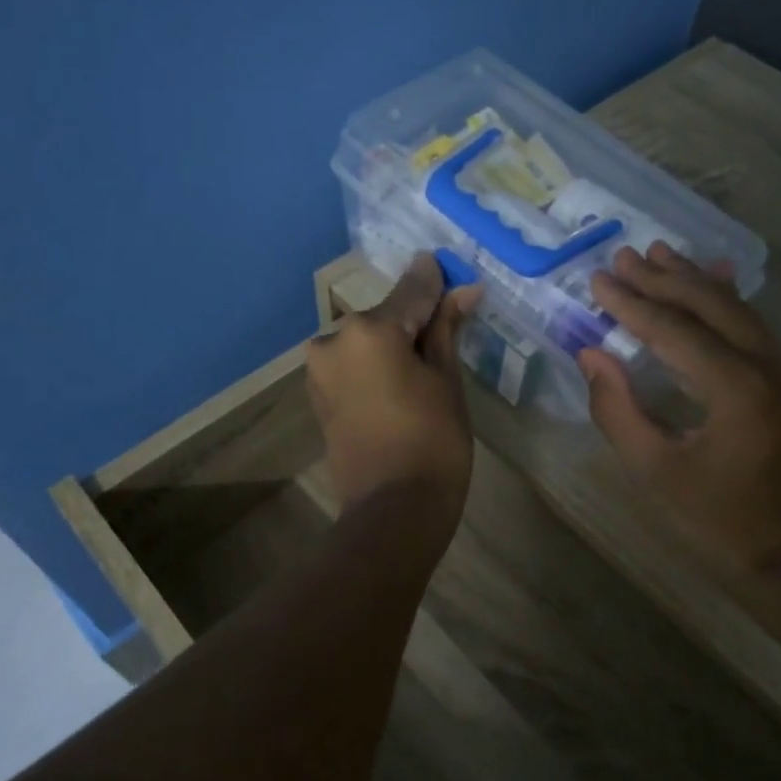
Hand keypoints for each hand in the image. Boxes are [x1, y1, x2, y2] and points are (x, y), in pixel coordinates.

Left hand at [307, 253, 481, 525]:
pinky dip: (375, 365)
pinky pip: (353, 365)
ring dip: (393, 343)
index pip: (411, 291)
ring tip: (425, 364)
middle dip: (414, 319)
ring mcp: (320, 369)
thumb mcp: (446, 379)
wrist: (393, 509)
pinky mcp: (318, 395)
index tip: (451, 270)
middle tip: (448, 327)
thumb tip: (462, 290)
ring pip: (367, 342)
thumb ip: (445, 329)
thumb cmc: (433, 441)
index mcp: (369, 330)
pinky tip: (400, 382)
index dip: (436, 282)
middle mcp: (334, 340)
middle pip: (385, 317)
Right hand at [579, 242, 780, 582]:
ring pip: (736, 309)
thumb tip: (591, 354)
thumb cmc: (718, 524)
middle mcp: (771, 366)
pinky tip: (713, 279)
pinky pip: (754, 328)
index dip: (631, 303)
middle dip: (662, 279)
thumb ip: (616, 409)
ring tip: (658, 253)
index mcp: (736, 389)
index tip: (597, 279)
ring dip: (693, 281)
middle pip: (709, 306)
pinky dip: (725, 301)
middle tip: (621, 257)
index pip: (673, 330)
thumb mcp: (654, 471)